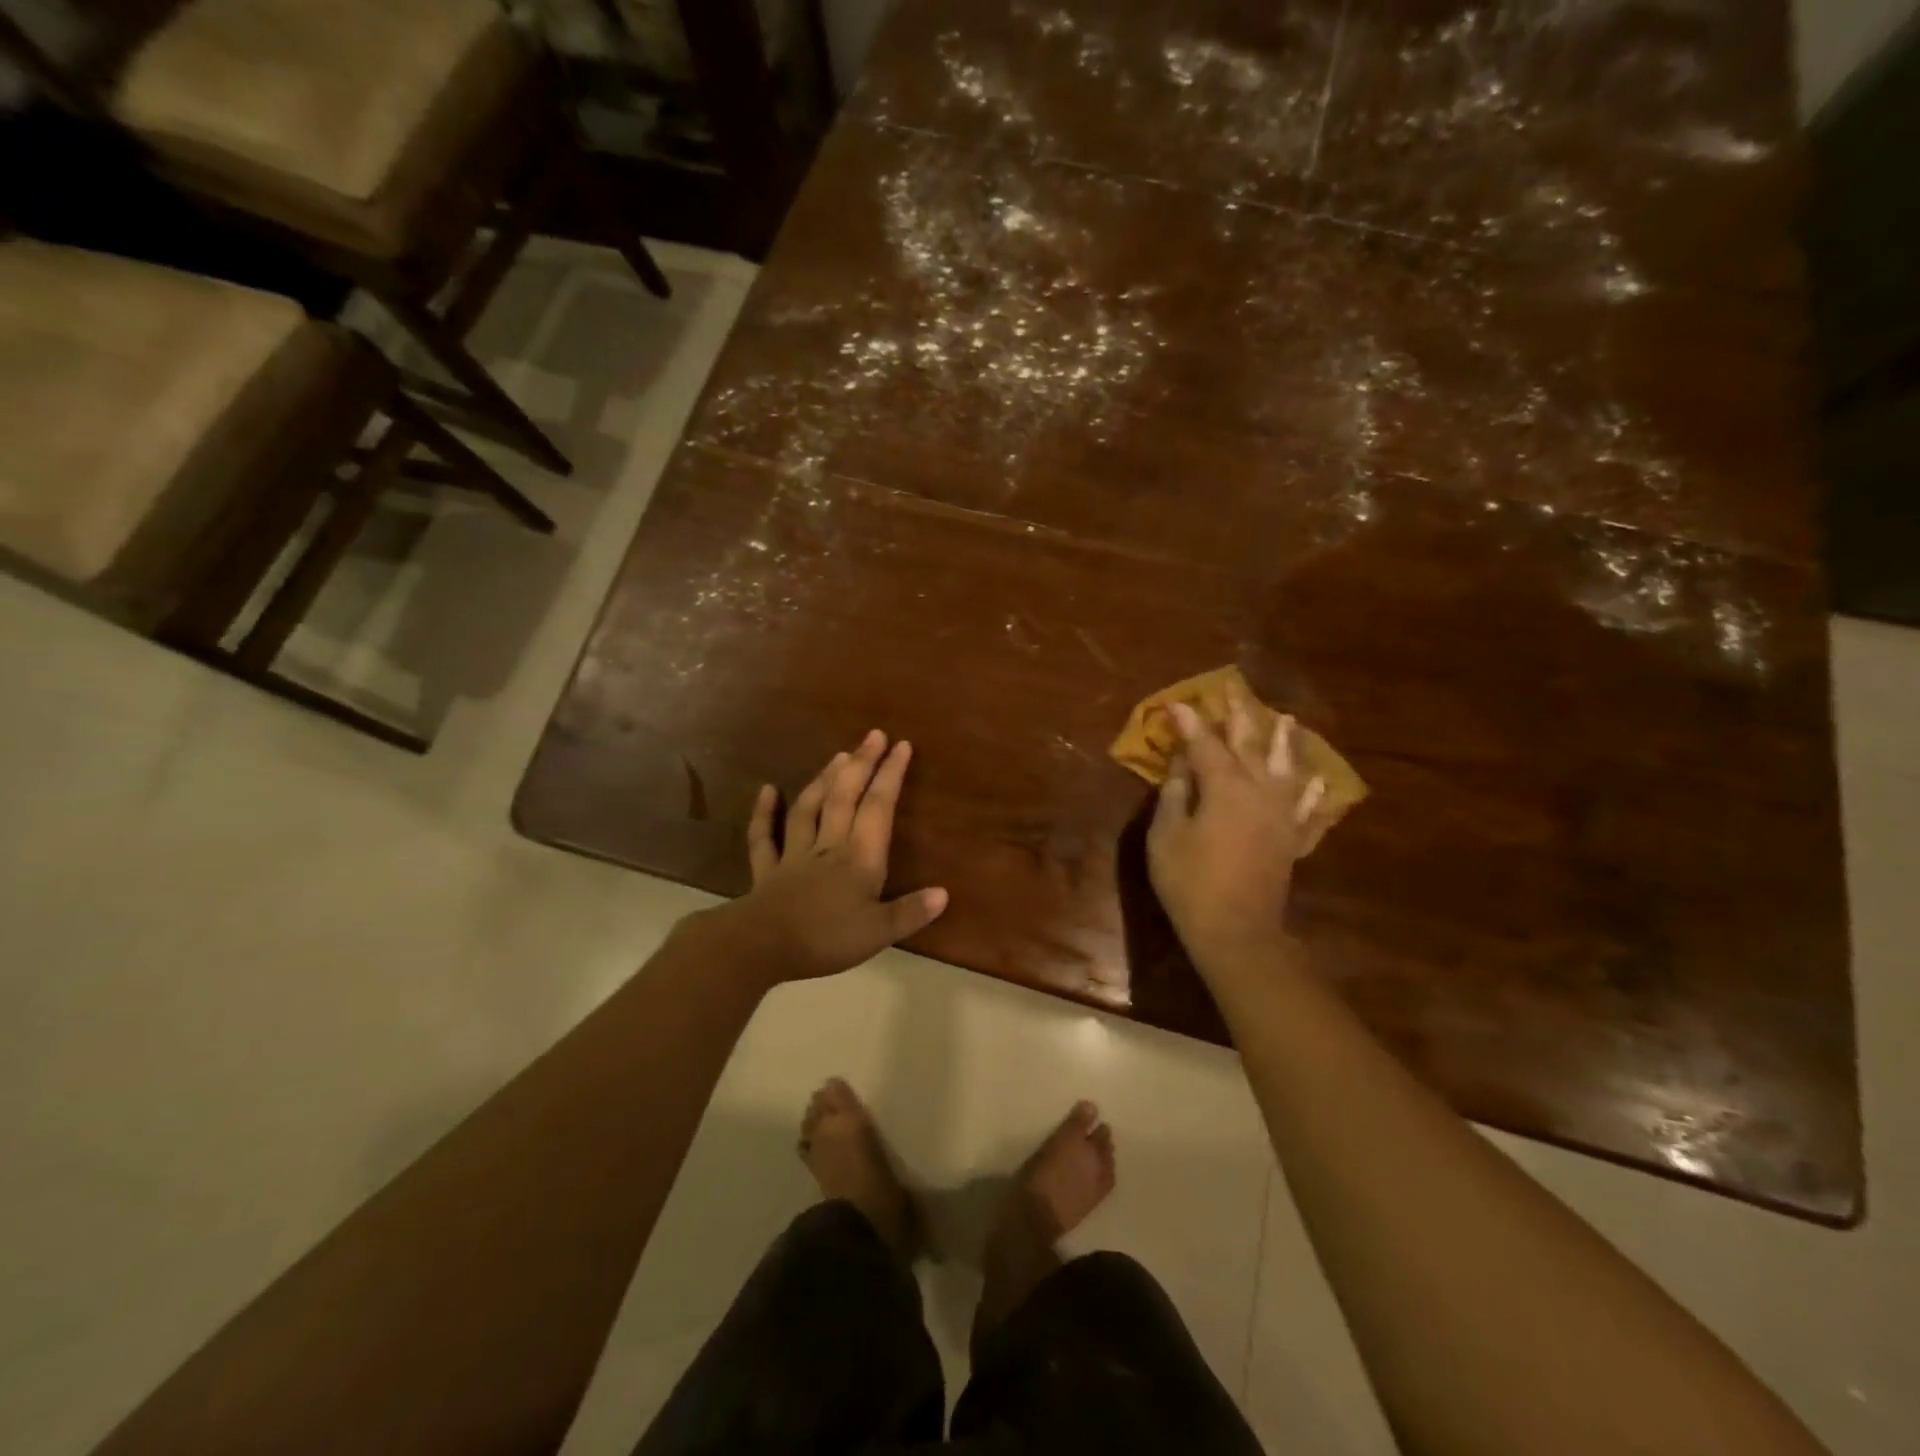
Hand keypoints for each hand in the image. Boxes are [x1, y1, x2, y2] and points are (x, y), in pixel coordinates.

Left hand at [702, 730, 948, 984]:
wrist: (761, 946)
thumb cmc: (825, 939)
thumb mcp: (878, 932)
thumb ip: (910, 912)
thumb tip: (944, 893)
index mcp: (859, 858)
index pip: (879, 808)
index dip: (891, 775)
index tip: (901, 746)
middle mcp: (828, 846)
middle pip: (845, 796)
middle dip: (861, 764)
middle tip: (873, 735)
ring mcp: (794, 854)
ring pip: (809, 807)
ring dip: (824, 779)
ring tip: (838, 755)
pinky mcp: (767, 870)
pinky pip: (764, 836)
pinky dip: (764, 812)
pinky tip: (767, 790)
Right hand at [1147, 683, 1326, 961]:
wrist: (1236, 930)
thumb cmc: (1189, 881)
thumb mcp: (1166, 834)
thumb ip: (1175, 793)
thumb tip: (1181, 763)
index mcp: (1224, 787)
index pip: (1204, 744)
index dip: (1189, 723)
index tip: (1177, 704)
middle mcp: (1259, 791)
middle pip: (1250, 745)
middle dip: (1240, 716)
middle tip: (1234, 691)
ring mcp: (1282, 815)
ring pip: (1288, 768)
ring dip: (1286, 742)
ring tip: (1288, 719)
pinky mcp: (1292, 839)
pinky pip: (1309, 810)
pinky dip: (1313, 793)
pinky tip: (1317, 780)